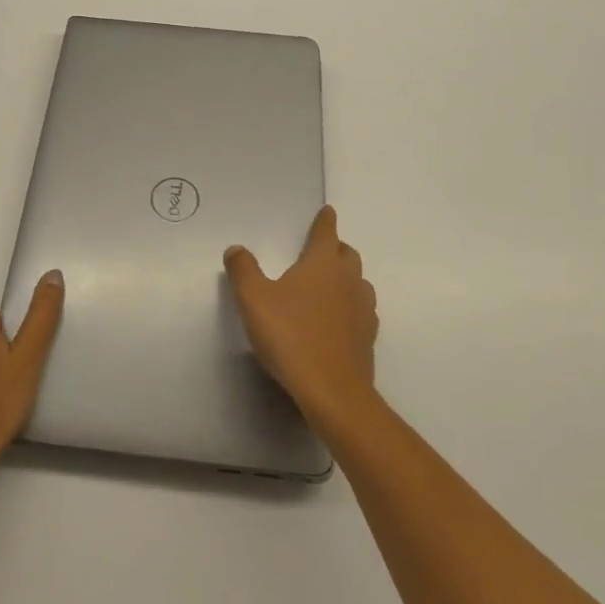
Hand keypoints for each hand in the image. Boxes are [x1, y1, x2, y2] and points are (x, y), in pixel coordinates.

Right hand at [224, 206, 377, 425]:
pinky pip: (361, 311)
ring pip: (359, 282)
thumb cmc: (291, 336)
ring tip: (329, 285)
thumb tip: (236, 249)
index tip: (328, 211)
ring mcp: (363, 309)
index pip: (327, 232)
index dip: (325, 220)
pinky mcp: (368, 338)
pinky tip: (337, 320)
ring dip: (346, 278)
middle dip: (336, 248)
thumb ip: (243, 270)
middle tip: (321, 251)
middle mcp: (348, 280)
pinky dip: (350, 307)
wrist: (333, 392)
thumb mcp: (254, 300)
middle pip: (347, 254)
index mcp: (323, 263)